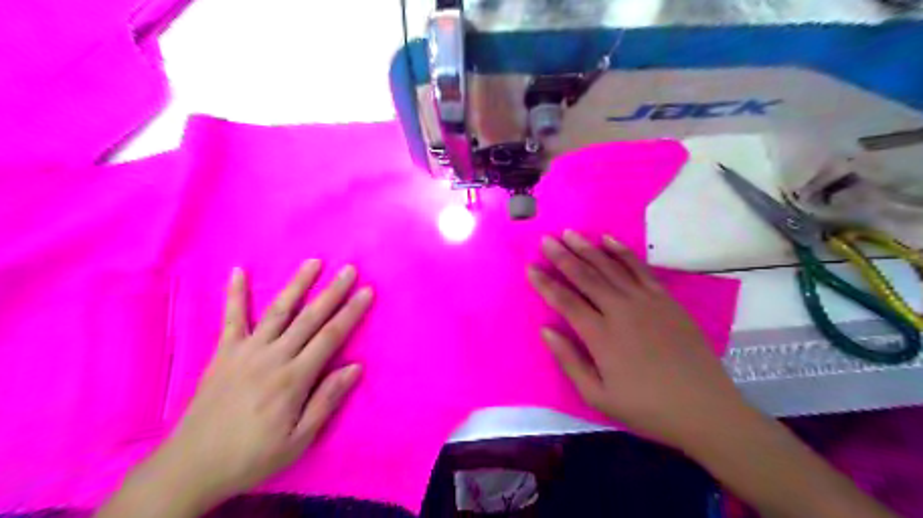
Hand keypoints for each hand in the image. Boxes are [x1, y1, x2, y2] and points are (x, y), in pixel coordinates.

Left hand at [151, 262, 369, 502]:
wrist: (193, 466)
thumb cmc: (253, 455)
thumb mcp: (299, 439)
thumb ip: (327, 399)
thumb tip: (356, 367)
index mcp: (294, 378)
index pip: (331, 336)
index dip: (351, 312)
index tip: (367, 291)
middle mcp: (273, 356)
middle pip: (309, 317)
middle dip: (333, 291)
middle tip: (350, 269)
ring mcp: (246, 351)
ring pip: (278, 310)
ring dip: (297, 284)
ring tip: (314, 263)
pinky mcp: (224, 353)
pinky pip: (231, 319)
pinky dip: (235, 294)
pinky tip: (238, 272)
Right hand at [531, 230, 743, 448]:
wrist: (704, 408)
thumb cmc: (646, 407)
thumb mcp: (598, 396)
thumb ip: (569, 361)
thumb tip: (546, 330)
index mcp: (601, 336)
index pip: (565, 302)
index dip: (545, 284)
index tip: (530, 268)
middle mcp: (621, 311)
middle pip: (586, 277)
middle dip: (563, 257)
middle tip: (546, 239)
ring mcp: (646, 301)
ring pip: (610, 267)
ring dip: (587, 248)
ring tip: (569, 234)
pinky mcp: (665, 299)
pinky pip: (640, 268)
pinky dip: (623, 252)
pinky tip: (609, 240)